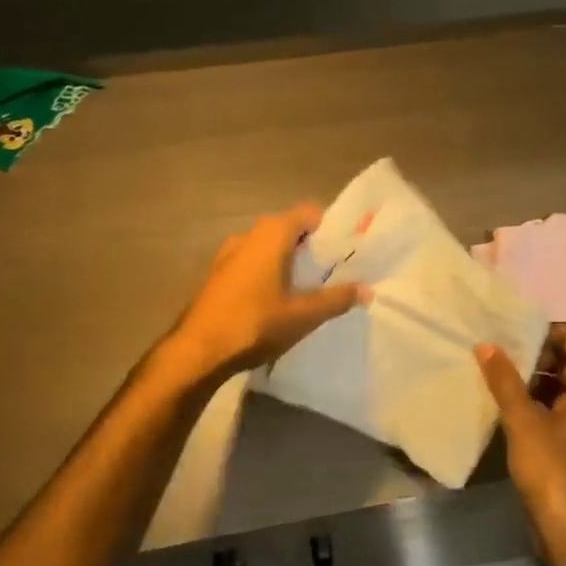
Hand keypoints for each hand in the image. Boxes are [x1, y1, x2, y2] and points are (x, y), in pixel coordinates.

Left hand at [168, 205, 365, 380]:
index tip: (347, 251)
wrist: (197, 351)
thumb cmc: (255, 325)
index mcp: (272, 234)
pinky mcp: (217, 275)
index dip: (330, 228)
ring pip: (269, 247)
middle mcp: (249, 235)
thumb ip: (337, 299)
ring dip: (289, 262)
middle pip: (289, 229)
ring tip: (308, 289)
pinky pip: (252, 263)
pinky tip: (277, 301)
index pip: (309, 213)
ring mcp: (228, 254)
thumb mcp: (304, 315)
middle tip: (333, 273)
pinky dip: (268, 273)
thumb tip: (367, 290)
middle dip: (312, 247)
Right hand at [476, 322, 565, 530]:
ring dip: (536, 381)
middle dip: (535, 356)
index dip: (544, 331)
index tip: (511, 341)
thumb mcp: (523, 422)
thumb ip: (504, 380)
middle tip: (498, 361)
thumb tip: (486, 345)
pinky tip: (512, 412)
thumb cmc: (553, 470)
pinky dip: (542, 404)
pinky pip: (565, 409)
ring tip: (499, 383)